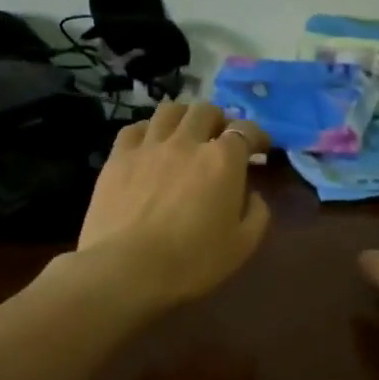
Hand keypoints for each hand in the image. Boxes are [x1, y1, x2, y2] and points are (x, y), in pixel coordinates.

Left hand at [72, 101, 272, 312]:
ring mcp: (149, 146)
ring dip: (184, 116)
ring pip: (170, 110)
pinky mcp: (118, 157)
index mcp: (223, 160)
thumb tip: (253, 195)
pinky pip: (135, 128)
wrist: (126, 269)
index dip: (257, 136)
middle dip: (219, 120)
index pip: (246, 130)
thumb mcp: (242, 246)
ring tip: (186, 131)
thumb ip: (257, 214)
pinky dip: (149, 130)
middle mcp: (187, 142)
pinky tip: (150, 143)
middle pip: (206, 111)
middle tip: (221, 139)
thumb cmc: (192, 261)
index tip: (261, 148)